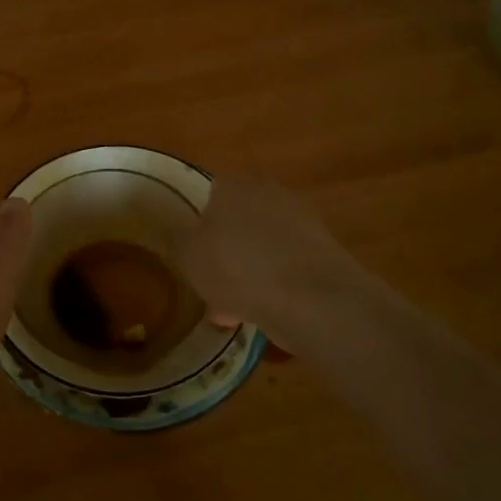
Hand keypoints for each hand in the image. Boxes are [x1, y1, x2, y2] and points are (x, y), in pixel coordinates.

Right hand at [174, 177, 361, 339]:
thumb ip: (178, 239)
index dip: (198, 225)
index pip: (210, 195)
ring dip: (249, 272)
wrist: (310, 298)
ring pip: (262, 248)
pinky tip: (262, 314)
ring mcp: (301, 223)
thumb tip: (177, 230)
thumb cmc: (237, 267)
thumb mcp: (188, 255)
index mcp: (234, 186)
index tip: (192, 254)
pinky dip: (274, 287)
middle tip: (212, 284)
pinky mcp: (323, 253)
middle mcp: (269, 194)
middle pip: (238, 222)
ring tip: (233, 310)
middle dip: (226, 251)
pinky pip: (286, 268)